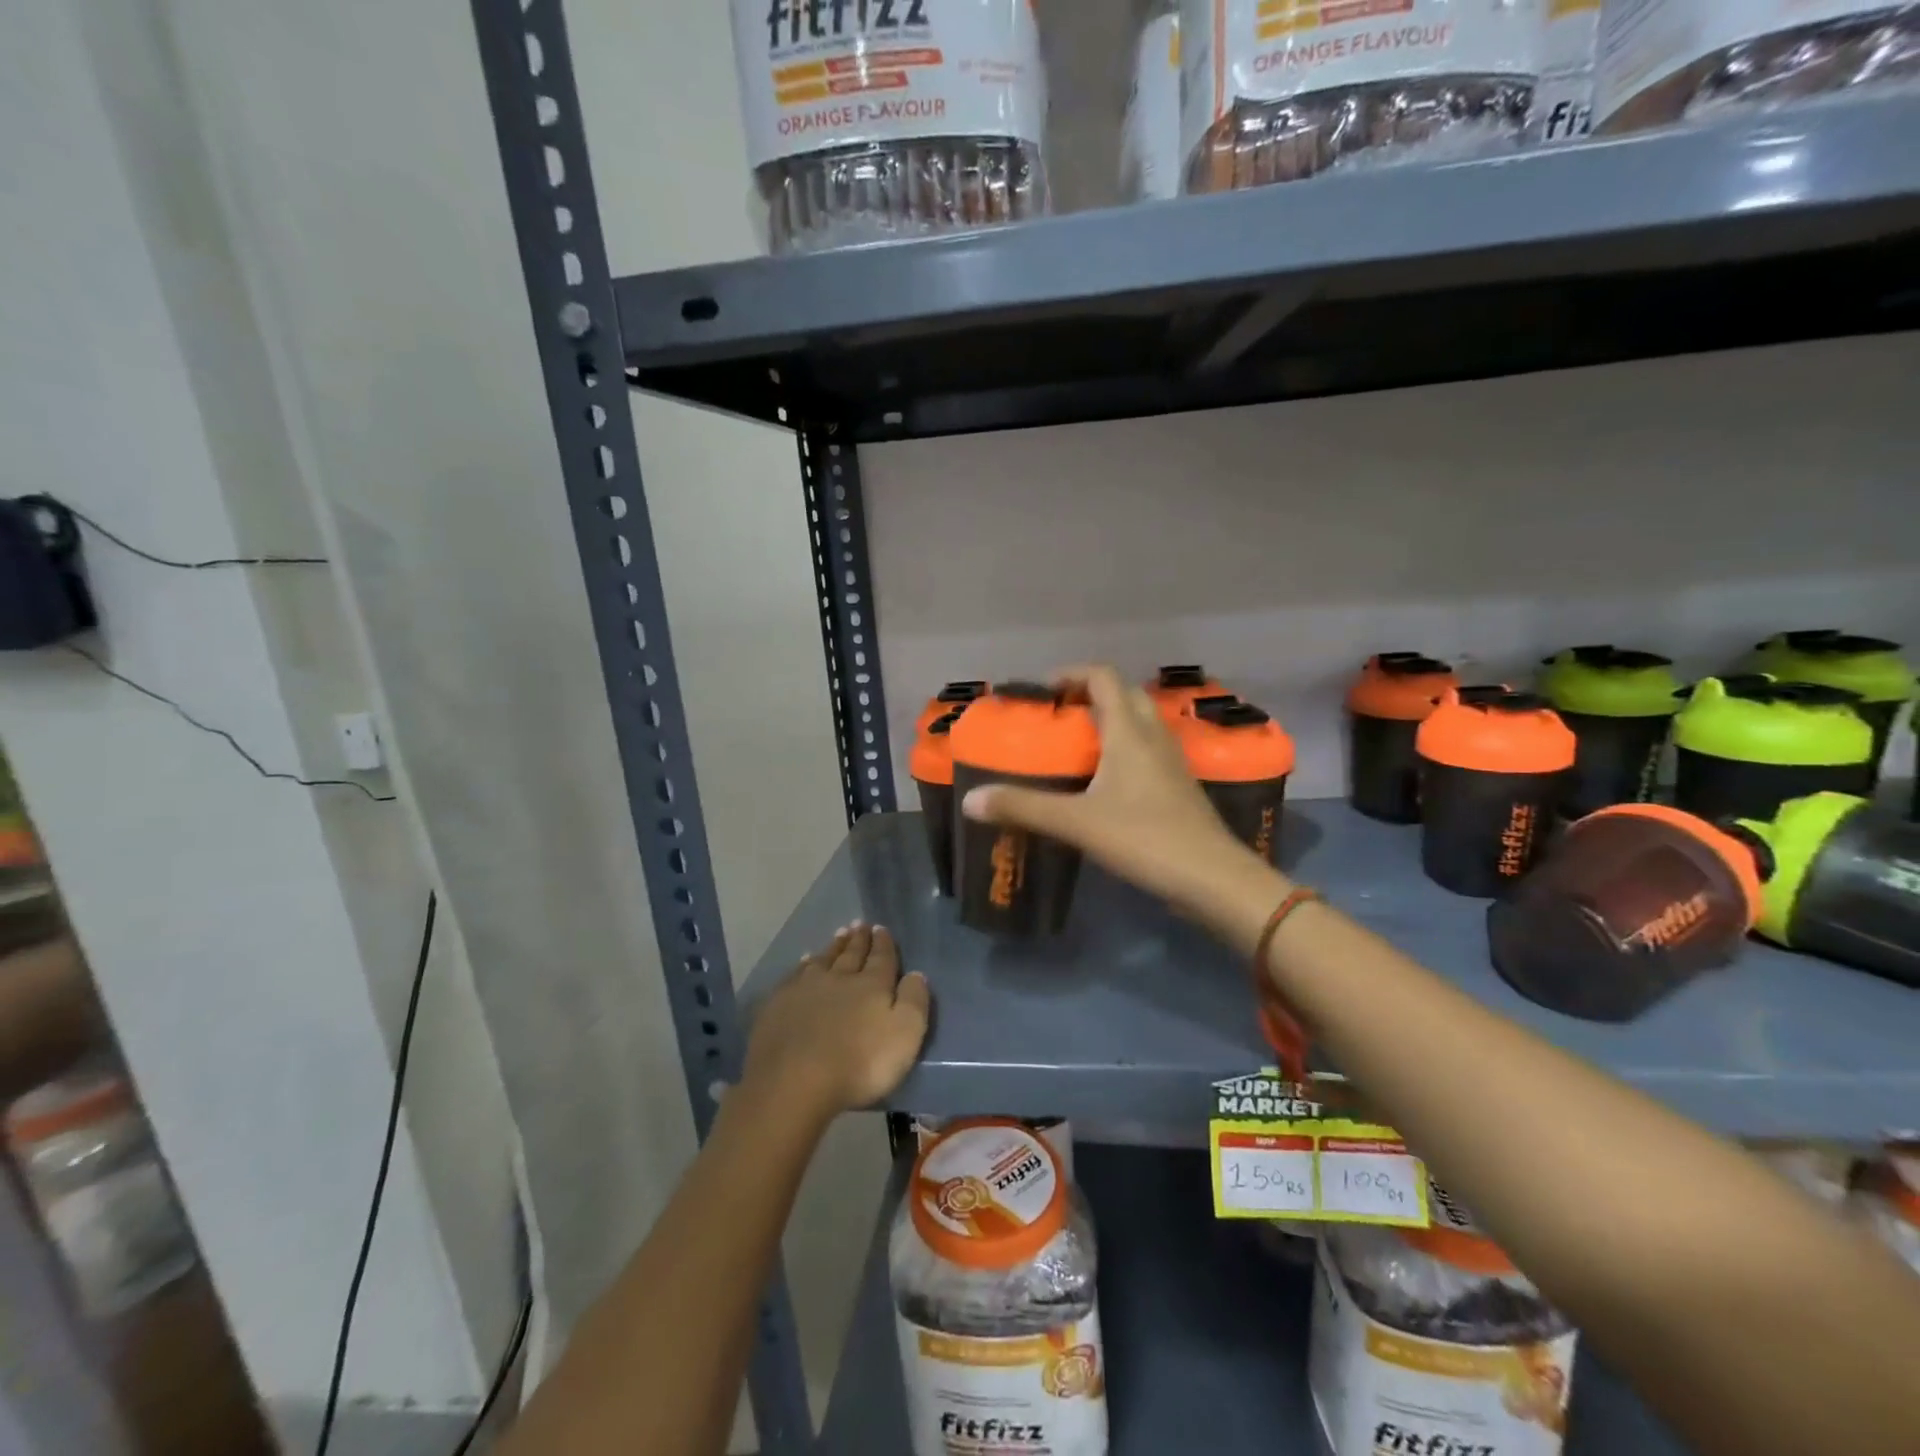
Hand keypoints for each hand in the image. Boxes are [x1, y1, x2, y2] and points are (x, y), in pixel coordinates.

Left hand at [743, 923, 929, 1121]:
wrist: (794, 1082)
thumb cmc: (859, 1063)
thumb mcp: (904, 1035)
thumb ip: (914, 1001)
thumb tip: (916, 973)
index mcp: (871, 985)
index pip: (881, 957)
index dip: (883, 943)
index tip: (881, 929)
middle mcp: (838, 978)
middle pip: (851, 954)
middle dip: (858, 939)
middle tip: (860, 924)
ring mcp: (805, 989)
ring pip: (823, 960)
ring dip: (833, 947)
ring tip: (839, 935)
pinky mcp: (778, 1004)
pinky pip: (795, 975)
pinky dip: (803, 965)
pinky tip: (804, 962)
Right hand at [960, 666, 1288, 940]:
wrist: (1212, 878)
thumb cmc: (1144, 838)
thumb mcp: (1076, 823)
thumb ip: (1023, 808)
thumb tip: (970, 800)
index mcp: (1129, 732)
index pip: (1103, 677)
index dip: (1072, 674)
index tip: (1043, 690)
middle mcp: (1153, 736)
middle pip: (1124, 695)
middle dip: (1090, 696)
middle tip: (1058, 717)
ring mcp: (1171, 761)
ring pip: (1139, 723)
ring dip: (1109, 722)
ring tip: (1076, 746)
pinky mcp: (1179, 786)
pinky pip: (1147, 751)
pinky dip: (1123, 750)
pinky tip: (1104, 781)